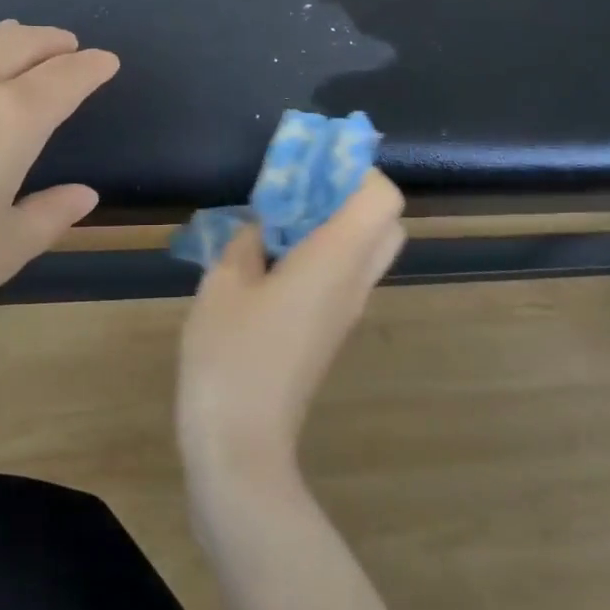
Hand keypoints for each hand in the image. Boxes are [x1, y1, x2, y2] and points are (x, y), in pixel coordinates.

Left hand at [0, 23, 118, 361]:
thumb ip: (48, 216)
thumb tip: (83, 193)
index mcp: (9, 120)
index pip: (64, 78)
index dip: (91, 67)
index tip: (106, 62)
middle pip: (18, 45)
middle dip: (50, 41)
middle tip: (67, 44)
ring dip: (2, 35)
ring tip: (16, 35)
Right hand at [176, 173, 405, 488]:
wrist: (241, 447)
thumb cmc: (230, 356)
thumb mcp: (224, 284)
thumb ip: (247, 242)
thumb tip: (263, 226)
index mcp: (334, 260)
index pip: (382, 199)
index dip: (356, 171)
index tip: (312, 162)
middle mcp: (354, 282)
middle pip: (385, 223)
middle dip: (350, 193)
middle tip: (300, 187)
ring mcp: (346, 311)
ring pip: (365, 250)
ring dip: (334, 222)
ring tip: (278, 217)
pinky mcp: (330, 331)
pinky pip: (343, 274)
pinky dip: (322, 250)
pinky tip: (271, 257)